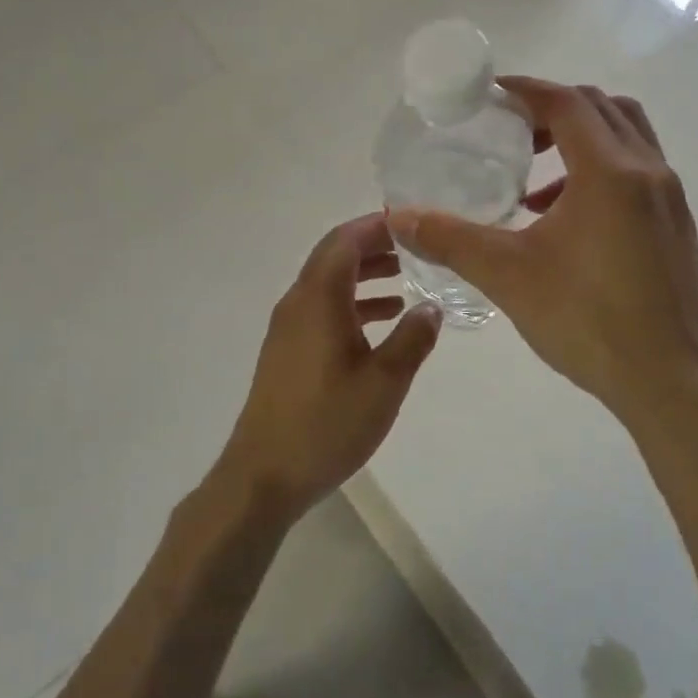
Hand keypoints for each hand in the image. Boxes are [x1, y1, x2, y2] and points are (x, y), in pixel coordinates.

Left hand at [215, 213, 442, 520]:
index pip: (345, 240)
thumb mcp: (384, 382)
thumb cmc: (327, 423)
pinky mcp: (287, 350)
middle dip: (373, 246)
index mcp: (318, 299)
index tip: (412, 223)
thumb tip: (432, 307)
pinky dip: (352, 303)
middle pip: (334, 256)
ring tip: (406, 280)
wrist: (264, 474)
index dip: (377, 226)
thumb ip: (413, 339)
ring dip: (364, 275)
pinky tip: (382, 322)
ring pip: (328, 283)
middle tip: (415, 248)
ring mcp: (288, 327)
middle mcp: (298, 302)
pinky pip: (322, 309)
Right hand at [387, 78, 697, 428]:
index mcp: (610, 172)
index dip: (527, 90)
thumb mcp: (508, 276)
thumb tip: (400, 217)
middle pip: (602, 109)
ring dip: (580, 141)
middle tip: (511, 134)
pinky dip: (600, 172)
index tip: (491, 95)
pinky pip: (639, 172)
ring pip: (627, 138)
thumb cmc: (587, 320)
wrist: (668, 382)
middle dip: (553, 110)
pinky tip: (566, 223)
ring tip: (535, 186)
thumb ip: (451, 239)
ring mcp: (671, 199)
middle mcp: (649, 172)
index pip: (567, 103)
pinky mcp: (678, 227)